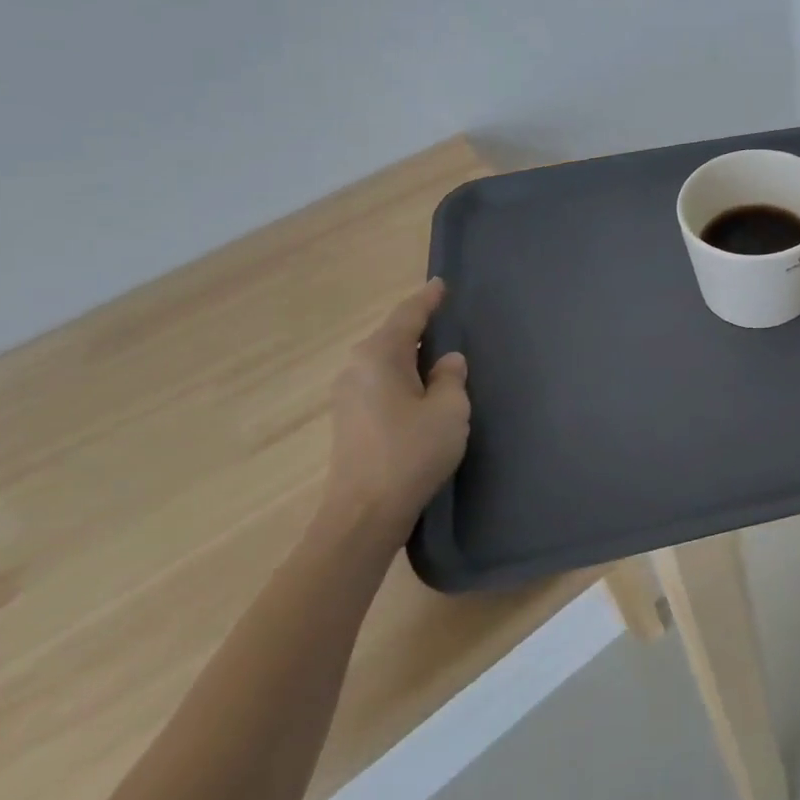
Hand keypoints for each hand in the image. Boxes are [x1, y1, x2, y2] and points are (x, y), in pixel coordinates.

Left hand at [323, 279, 470, 546]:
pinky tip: (421, 390)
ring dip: (411, 357)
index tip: (442, 285)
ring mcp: (347, 396)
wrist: (364, 514)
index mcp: (379, 356)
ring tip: (439, 357)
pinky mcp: (349, 421)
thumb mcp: (449, 410)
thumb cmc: (411, 453)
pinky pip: (380, 384)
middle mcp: (356, 368)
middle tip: (447, 320)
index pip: (408, 315)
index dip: (428, 299)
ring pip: (386, 362)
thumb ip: (451, 378)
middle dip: (418, 328)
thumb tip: (447, 362)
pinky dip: (402, 378)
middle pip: (393, 337)